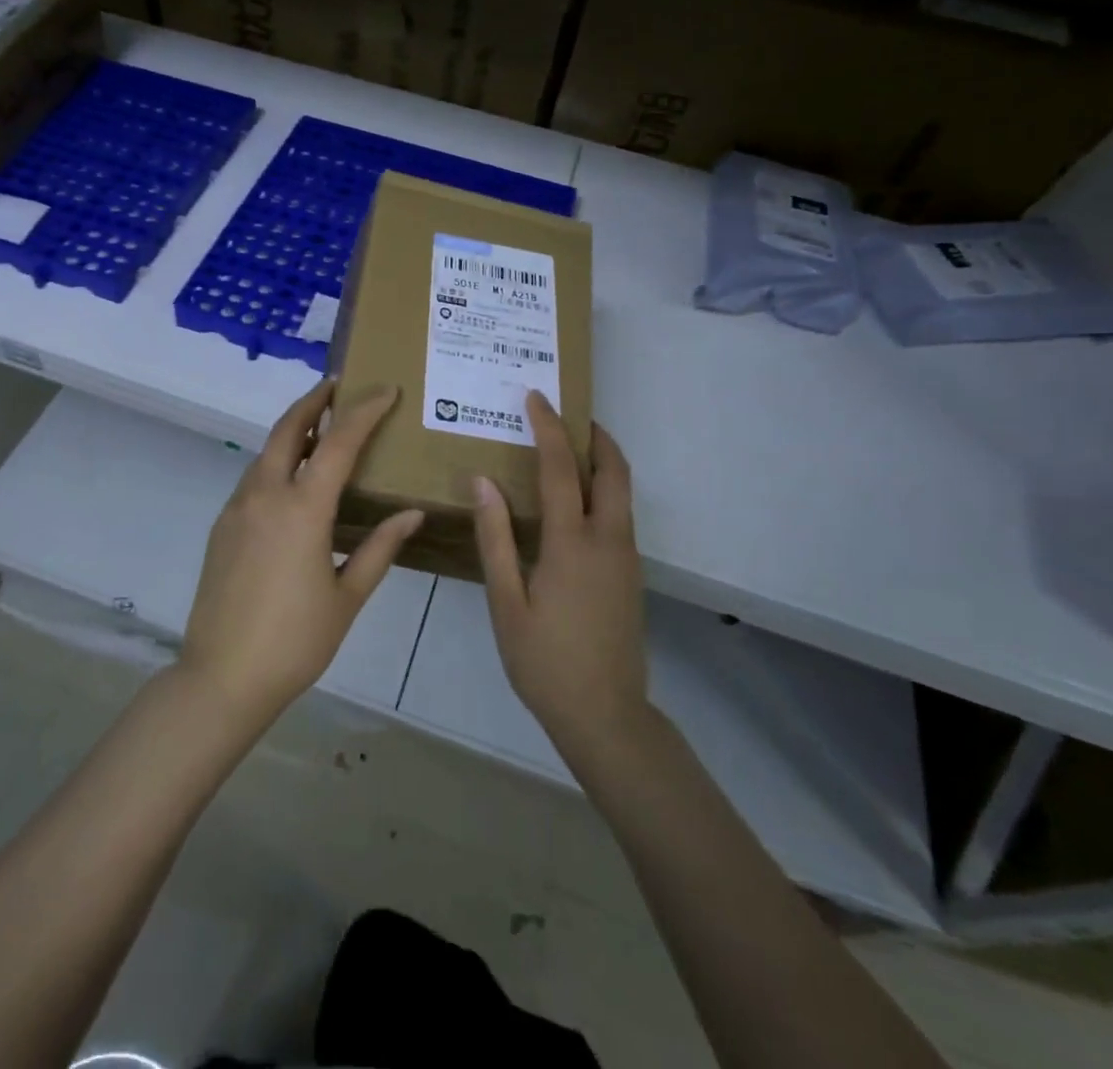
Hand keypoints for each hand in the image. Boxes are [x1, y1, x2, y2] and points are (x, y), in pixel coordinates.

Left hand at [180, 379, 423, 728]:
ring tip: (321, 428)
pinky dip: (277, 461)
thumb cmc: (295, 641)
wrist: (222, 677)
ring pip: (266, 451)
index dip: (364, 411)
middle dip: (313, 401)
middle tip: (337, 386)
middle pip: (287, 428)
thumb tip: (411, 514)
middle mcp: (265, 496)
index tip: (386, 391)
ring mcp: (237, 509)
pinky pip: (254, 478)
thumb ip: (379, 548)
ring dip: (293, 430)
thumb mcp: (347, 597)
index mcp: (302, 509)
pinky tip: (294, 481)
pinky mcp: (222, 526)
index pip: (338, 442)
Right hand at [473, 391, 647, 750]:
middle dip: (595, 435)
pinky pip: (621, 513)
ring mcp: (626, 557)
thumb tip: (481, 482)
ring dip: (602, 460)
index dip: (548, 428)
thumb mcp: (507, 603)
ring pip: (623, 490)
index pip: (561, 469)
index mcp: (573, 544)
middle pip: (614, 470)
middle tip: (568, 414)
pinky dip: (604, 487)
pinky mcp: (630, 573)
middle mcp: (609, 540)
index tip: (535, 397)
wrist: (606, 715)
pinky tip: (576, 500)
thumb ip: (495, 538)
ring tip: (569, 447)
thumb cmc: (545, 662)